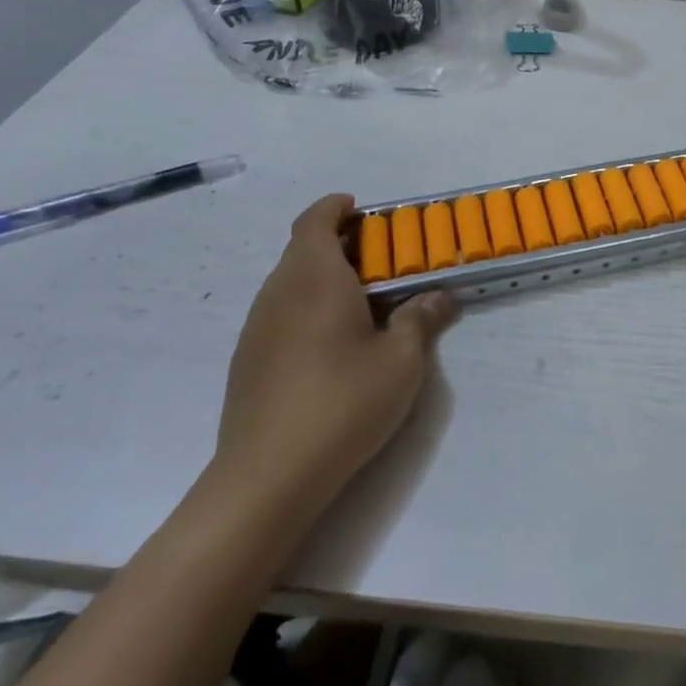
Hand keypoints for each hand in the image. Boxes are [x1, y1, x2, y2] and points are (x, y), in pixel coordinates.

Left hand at [213, 194, 458, 520]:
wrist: (267, 476)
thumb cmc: (342, 403)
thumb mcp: (402, 361)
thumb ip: (421, 320)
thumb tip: (438, 297)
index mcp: (314, 279)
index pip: (314, 222)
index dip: (335, 208)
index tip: (361, 210)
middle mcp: (278, 294)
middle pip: (301, 249)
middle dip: (338, 243)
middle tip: (380, 258)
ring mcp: (256, 329)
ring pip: (289, 282)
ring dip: (322, 276)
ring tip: (362, 300)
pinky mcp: (247, 362)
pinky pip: (280, 313)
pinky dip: (307, 306)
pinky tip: (333, 343)